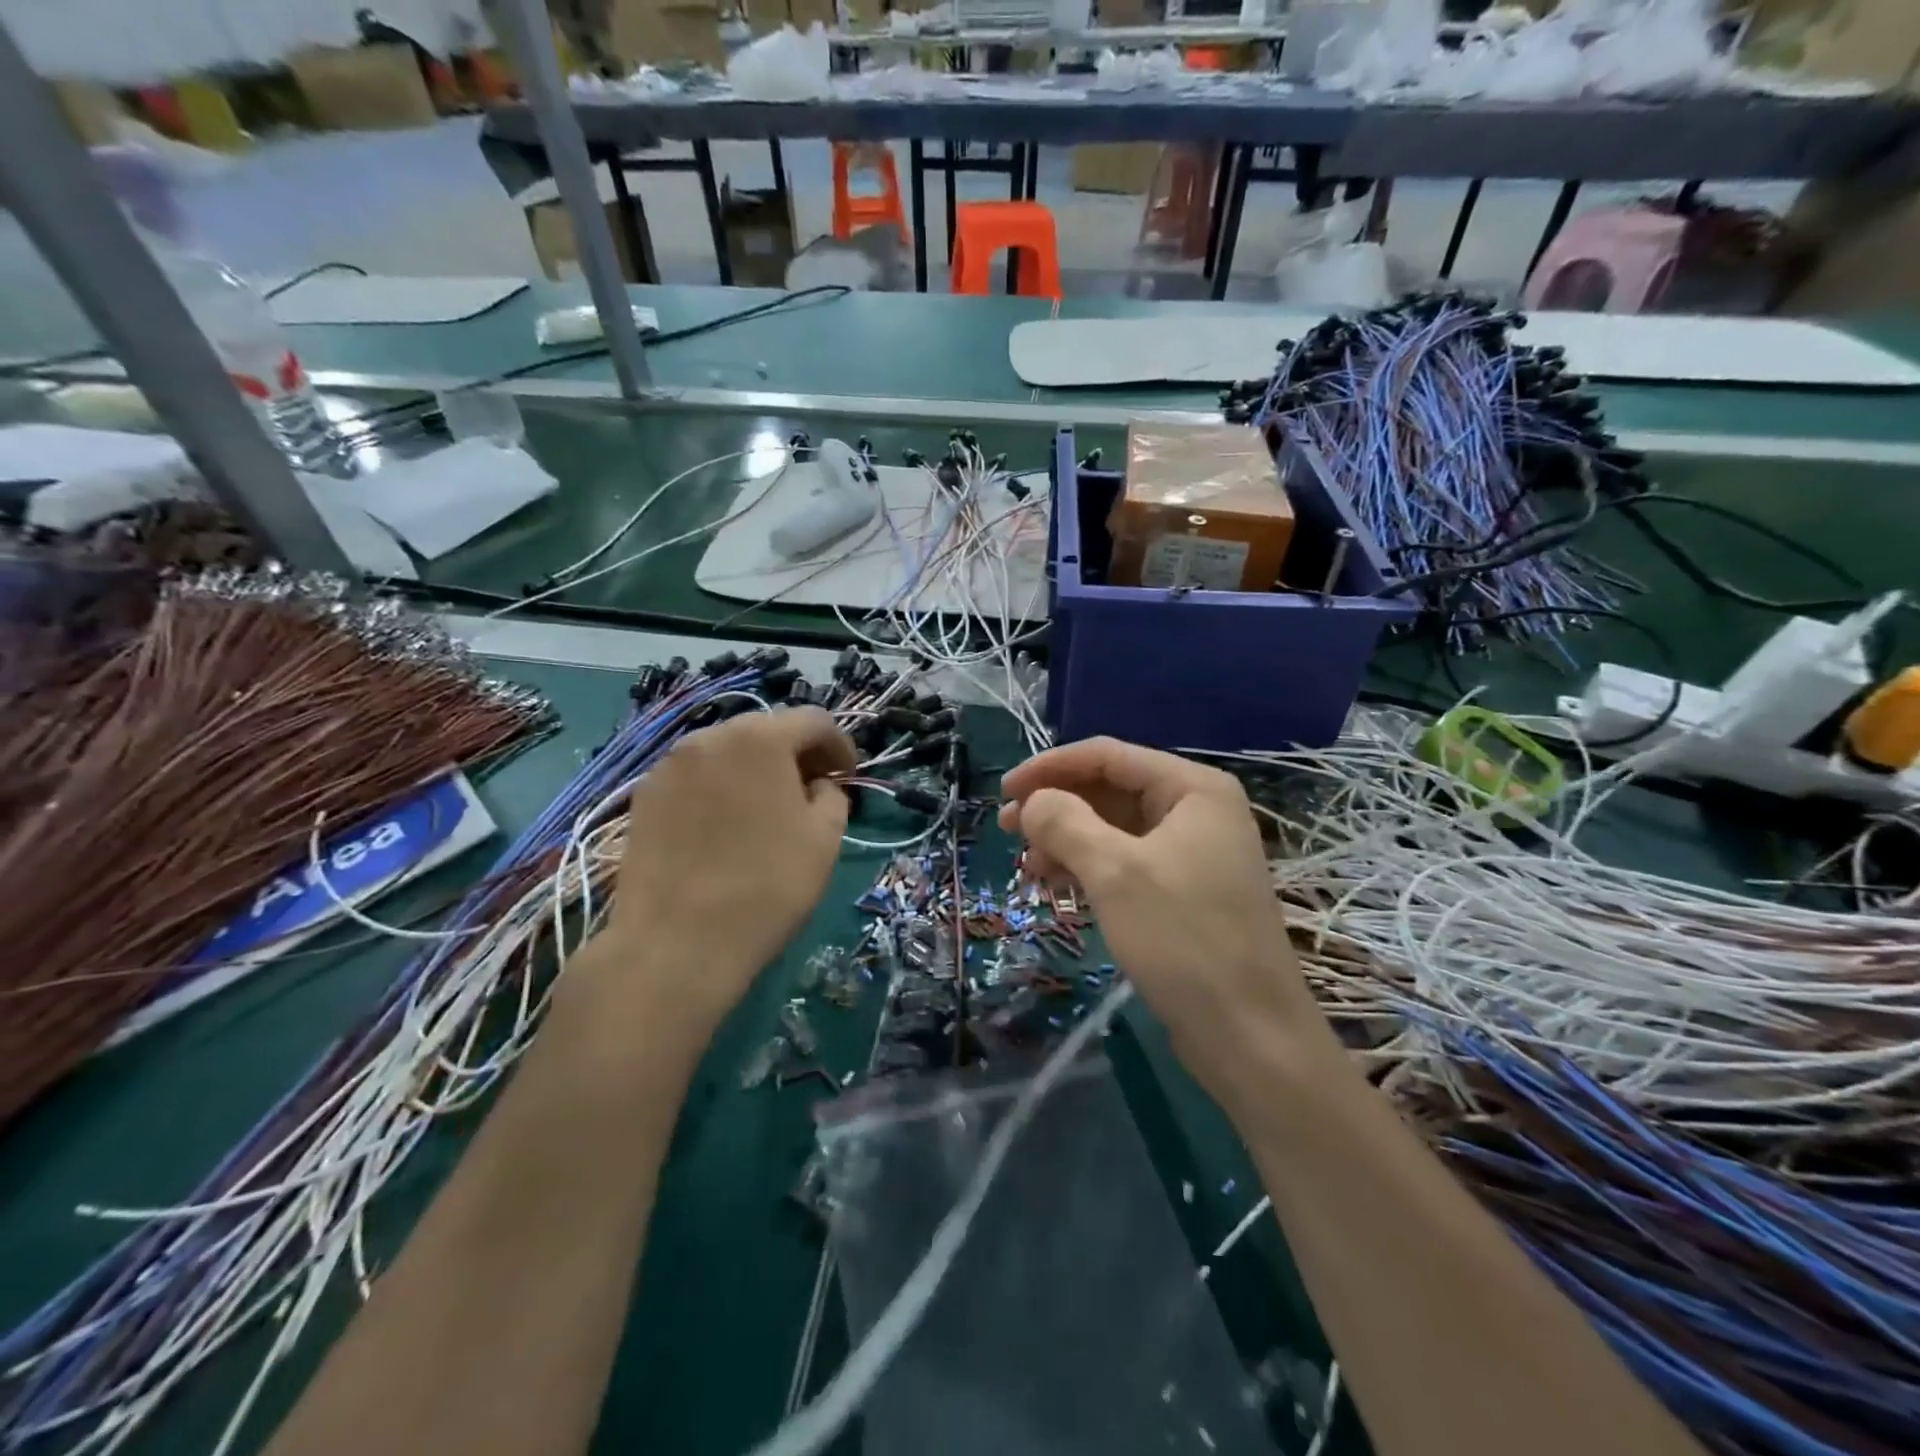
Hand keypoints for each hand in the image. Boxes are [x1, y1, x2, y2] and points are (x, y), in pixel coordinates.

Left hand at [590, 707, 855, 1041]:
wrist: (676, 945)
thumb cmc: (766, 886)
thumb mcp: (825, 839)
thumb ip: (832, 796)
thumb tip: (817, 786)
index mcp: (760, 739)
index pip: (814, 721)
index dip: (841, 746)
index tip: (848, 778)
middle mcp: (709, 737)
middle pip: (766, 730)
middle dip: (796, 754)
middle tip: (812, 792)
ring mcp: (669, 765)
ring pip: (726, 752)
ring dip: (755, 769)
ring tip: (767, 809)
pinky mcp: (644, 796)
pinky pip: (695, 777)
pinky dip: (720, 788)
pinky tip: (725, 826)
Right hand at [999, 738, 1325, 1100]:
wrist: (1250, 1036)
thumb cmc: (1184, 940)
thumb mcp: (1114, 873)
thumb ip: (1065, 823)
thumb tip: (1031, 801)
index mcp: (1193, 789)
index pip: (1108, 756)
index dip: (1051, 767)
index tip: (1004, 790)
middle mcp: (1196, 811)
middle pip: (1111, 790)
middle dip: (1057, 806)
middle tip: (1007, 829)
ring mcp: (1193, 853)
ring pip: (1115, 829)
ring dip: (1067, 840)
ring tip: (1027, 865)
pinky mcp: (1184, 892)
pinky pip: (1126, 863)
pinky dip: (1089, 868)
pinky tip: (1056, 885)